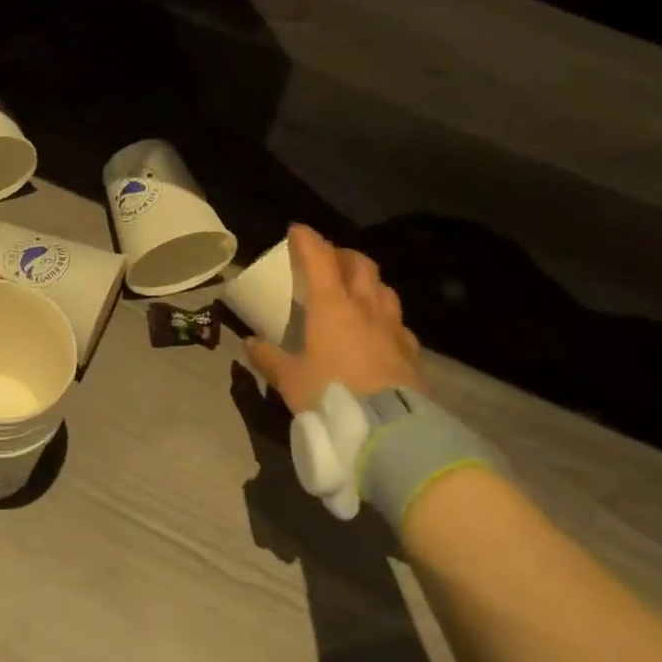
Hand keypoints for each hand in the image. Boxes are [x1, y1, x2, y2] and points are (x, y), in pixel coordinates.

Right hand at [244, 224, 421, 413]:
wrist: (388, 430)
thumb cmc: (330, 394)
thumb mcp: (289, 380)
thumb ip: (269, 358)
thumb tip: (250, 343)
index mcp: (332, 306)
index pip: (319, 260)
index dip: (307, 241)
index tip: (297, 231)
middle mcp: (365, 308)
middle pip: (360, 265)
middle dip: (342, 255)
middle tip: (328, 259)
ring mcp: (393, 328)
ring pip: (383, 290)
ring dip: (368, 282)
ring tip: (355, 291)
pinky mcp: (411, 352)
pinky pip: (397, 323)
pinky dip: (384, 317)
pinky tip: (378, 331)